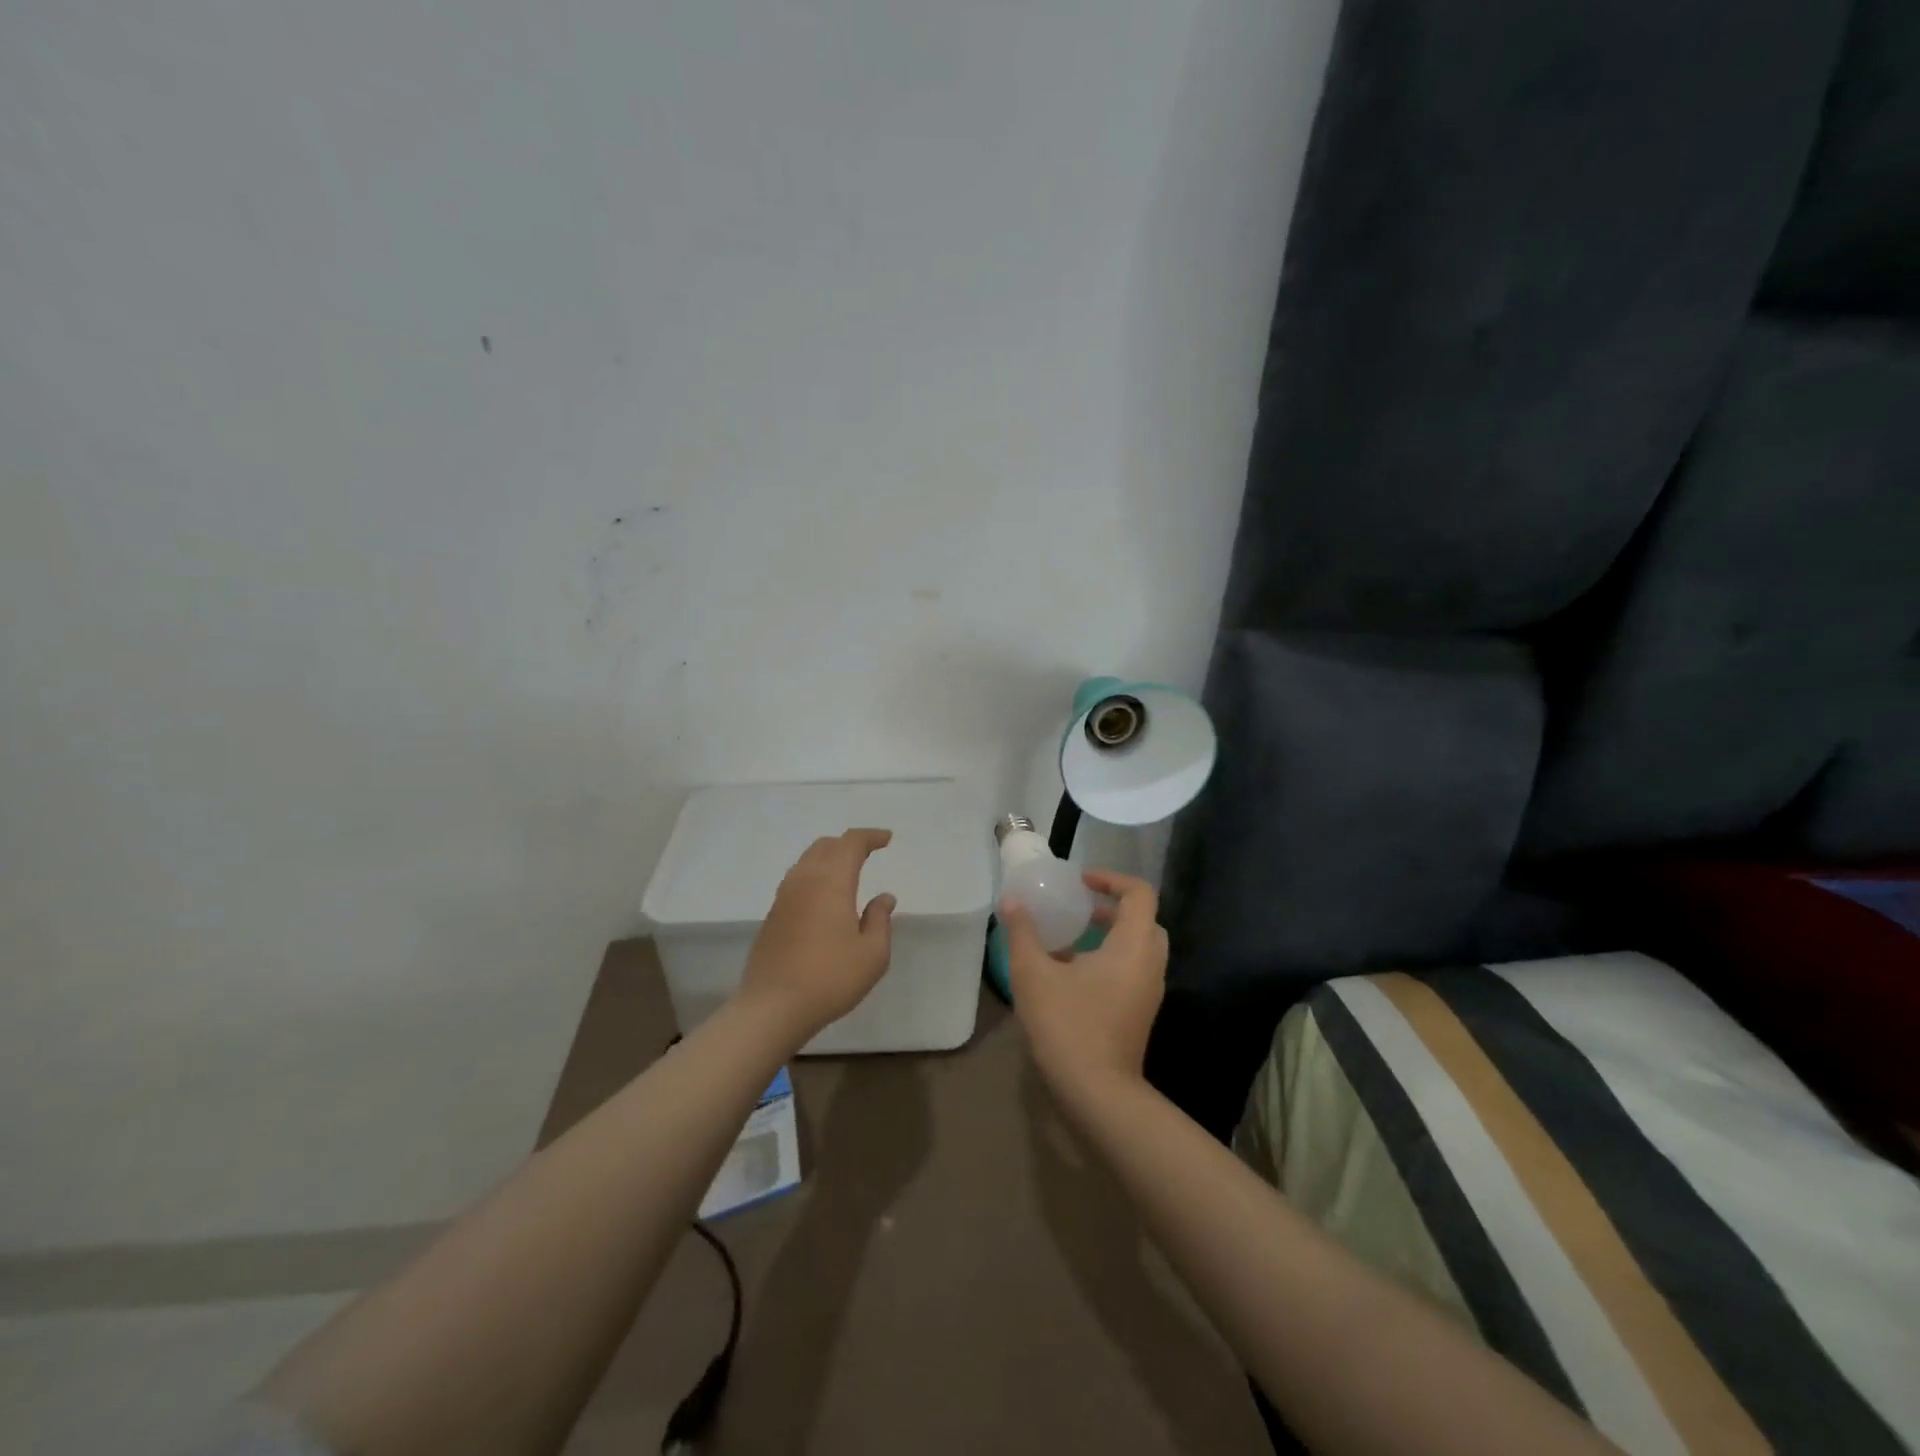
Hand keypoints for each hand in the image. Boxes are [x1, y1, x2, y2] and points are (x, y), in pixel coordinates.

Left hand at [738, 828, 896, 1041]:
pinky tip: (824, 898)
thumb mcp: (872, 954)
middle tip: (868, 852)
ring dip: (828, 858)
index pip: (851, 843)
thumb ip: (880, 920)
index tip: (887, 839)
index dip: (870, 836)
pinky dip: (815, 876)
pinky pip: (796, 880)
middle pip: (825, 846)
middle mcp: (804, 880)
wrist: (772, 1007)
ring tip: (846, 872)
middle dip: (848, 844)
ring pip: (807, 861)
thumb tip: (883, 897)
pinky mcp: (772, 915)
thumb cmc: (831, 978)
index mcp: (832, 881)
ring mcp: (783, 897)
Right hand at [1002, 869, 1167, 1092]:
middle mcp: (1150, 963)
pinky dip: (1110, 957)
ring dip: (1110, 933)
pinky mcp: (1141, 1011)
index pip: (1139, 893)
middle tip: (1079, 907)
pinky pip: (1132, 969)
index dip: (1111, 878)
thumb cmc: (1067, 1024)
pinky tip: (1072, 973)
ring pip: (1138, 946)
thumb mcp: (1034, 973)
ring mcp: (1149, 991)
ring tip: (1070, 937)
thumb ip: (1022, 932)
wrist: (1097, 1093)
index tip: (1080, 881)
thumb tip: (1012, 901)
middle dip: (1112, 906)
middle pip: (1143, 918)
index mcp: (1133, 945)